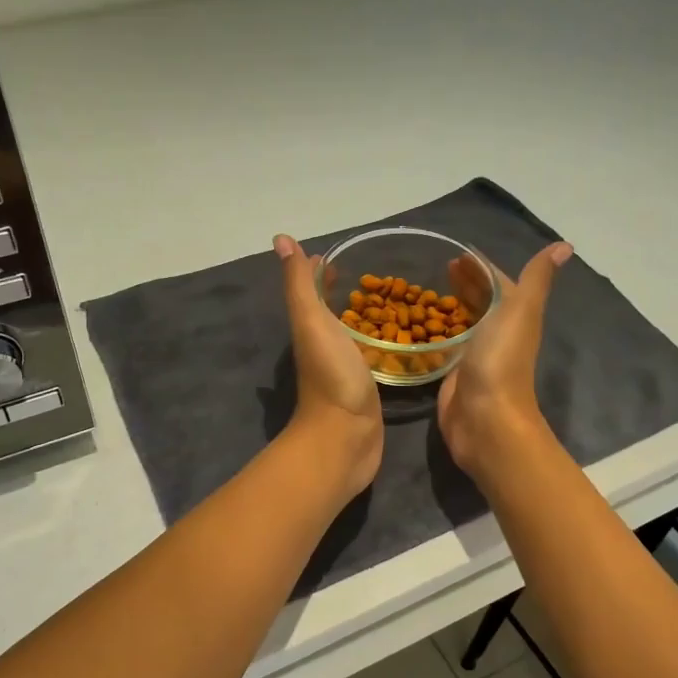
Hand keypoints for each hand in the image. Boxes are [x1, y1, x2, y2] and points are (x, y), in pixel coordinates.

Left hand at [275, 235, 382, 494]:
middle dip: (344, 294)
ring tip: (390, 302)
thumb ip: (300, 284)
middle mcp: (323, 347)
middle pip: (331, 313)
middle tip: (373, 277)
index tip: (339, 257)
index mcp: (310, 329)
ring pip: (351, 335)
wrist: (345, 437)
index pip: (313, 292)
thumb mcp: (311, 322)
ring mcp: (344, 370)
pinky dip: (378, 345)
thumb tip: (281, 239)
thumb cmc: (331, 376)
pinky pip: (370, 357)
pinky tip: (395, 342)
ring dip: (362, 319)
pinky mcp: (364, 389)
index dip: (320, 273)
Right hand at [436, 241, 571, 481]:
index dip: (481, 267)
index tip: (458, 253)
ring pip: (464, 323)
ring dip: (452, 306)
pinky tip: (422, 326)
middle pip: (481, 302)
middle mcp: (497, 333)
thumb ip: (536, 278)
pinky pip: (446, 346)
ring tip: (429, 291)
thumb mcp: (521, 310)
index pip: (497, 283)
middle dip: (466, 283)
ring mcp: (475, 355)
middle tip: (442, 267)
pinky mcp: (454, 374)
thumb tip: (565, 245)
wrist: (485, 418)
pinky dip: (438, 332)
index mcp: (514, 316)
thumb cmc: (502, 359)